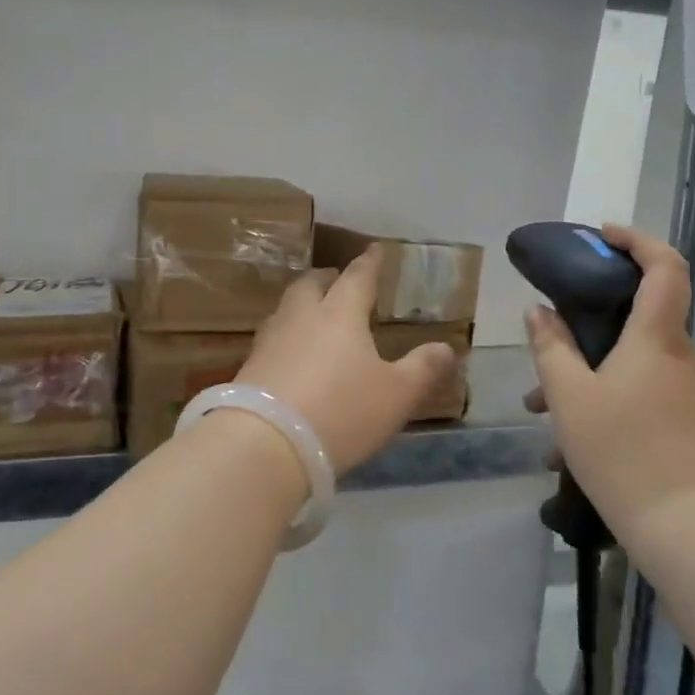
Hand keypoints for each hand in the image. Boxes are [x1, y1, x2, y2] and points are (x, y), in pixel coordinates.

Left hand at [238, 254, 457, 476]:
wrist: (265, 445)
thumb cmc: (341, 411)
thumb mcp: (396, 395)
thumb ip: (422, 369)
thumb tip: (445, 348)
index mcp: (339, 313)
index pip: (357, 277)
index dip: (370, 263)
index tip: (376, 249)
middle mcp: (301, 317)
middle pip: (311, 285)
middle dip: (327, 279)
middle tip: (337, 281)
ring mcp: (270, 341)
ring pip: (287, 309)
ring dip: (303, 306)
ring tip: (315, 317)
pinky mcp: (249, 368)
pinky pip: (272, 339)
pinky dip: (287, 338)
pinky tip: (292, 355)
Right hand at [523, 225, 694, 531]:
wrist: (687, 528)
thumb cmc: (623, 450)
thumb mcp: (569, 396)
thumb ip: (550, 347)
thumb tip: (539, 311)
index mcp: (656, 337)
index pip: (665, 266)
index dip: (637, 240)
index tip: (601, 235)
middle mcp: (679, 355)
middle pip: (640, 312)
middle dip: (589, 316)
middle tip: (549, 327)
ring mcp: (685, 390)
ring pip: (630, 359)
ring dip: (586, 368)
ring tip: (537, 404)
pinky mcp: (684, 421)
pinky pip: (638, 390)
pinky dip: (601, 396)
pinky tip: (563, 442)